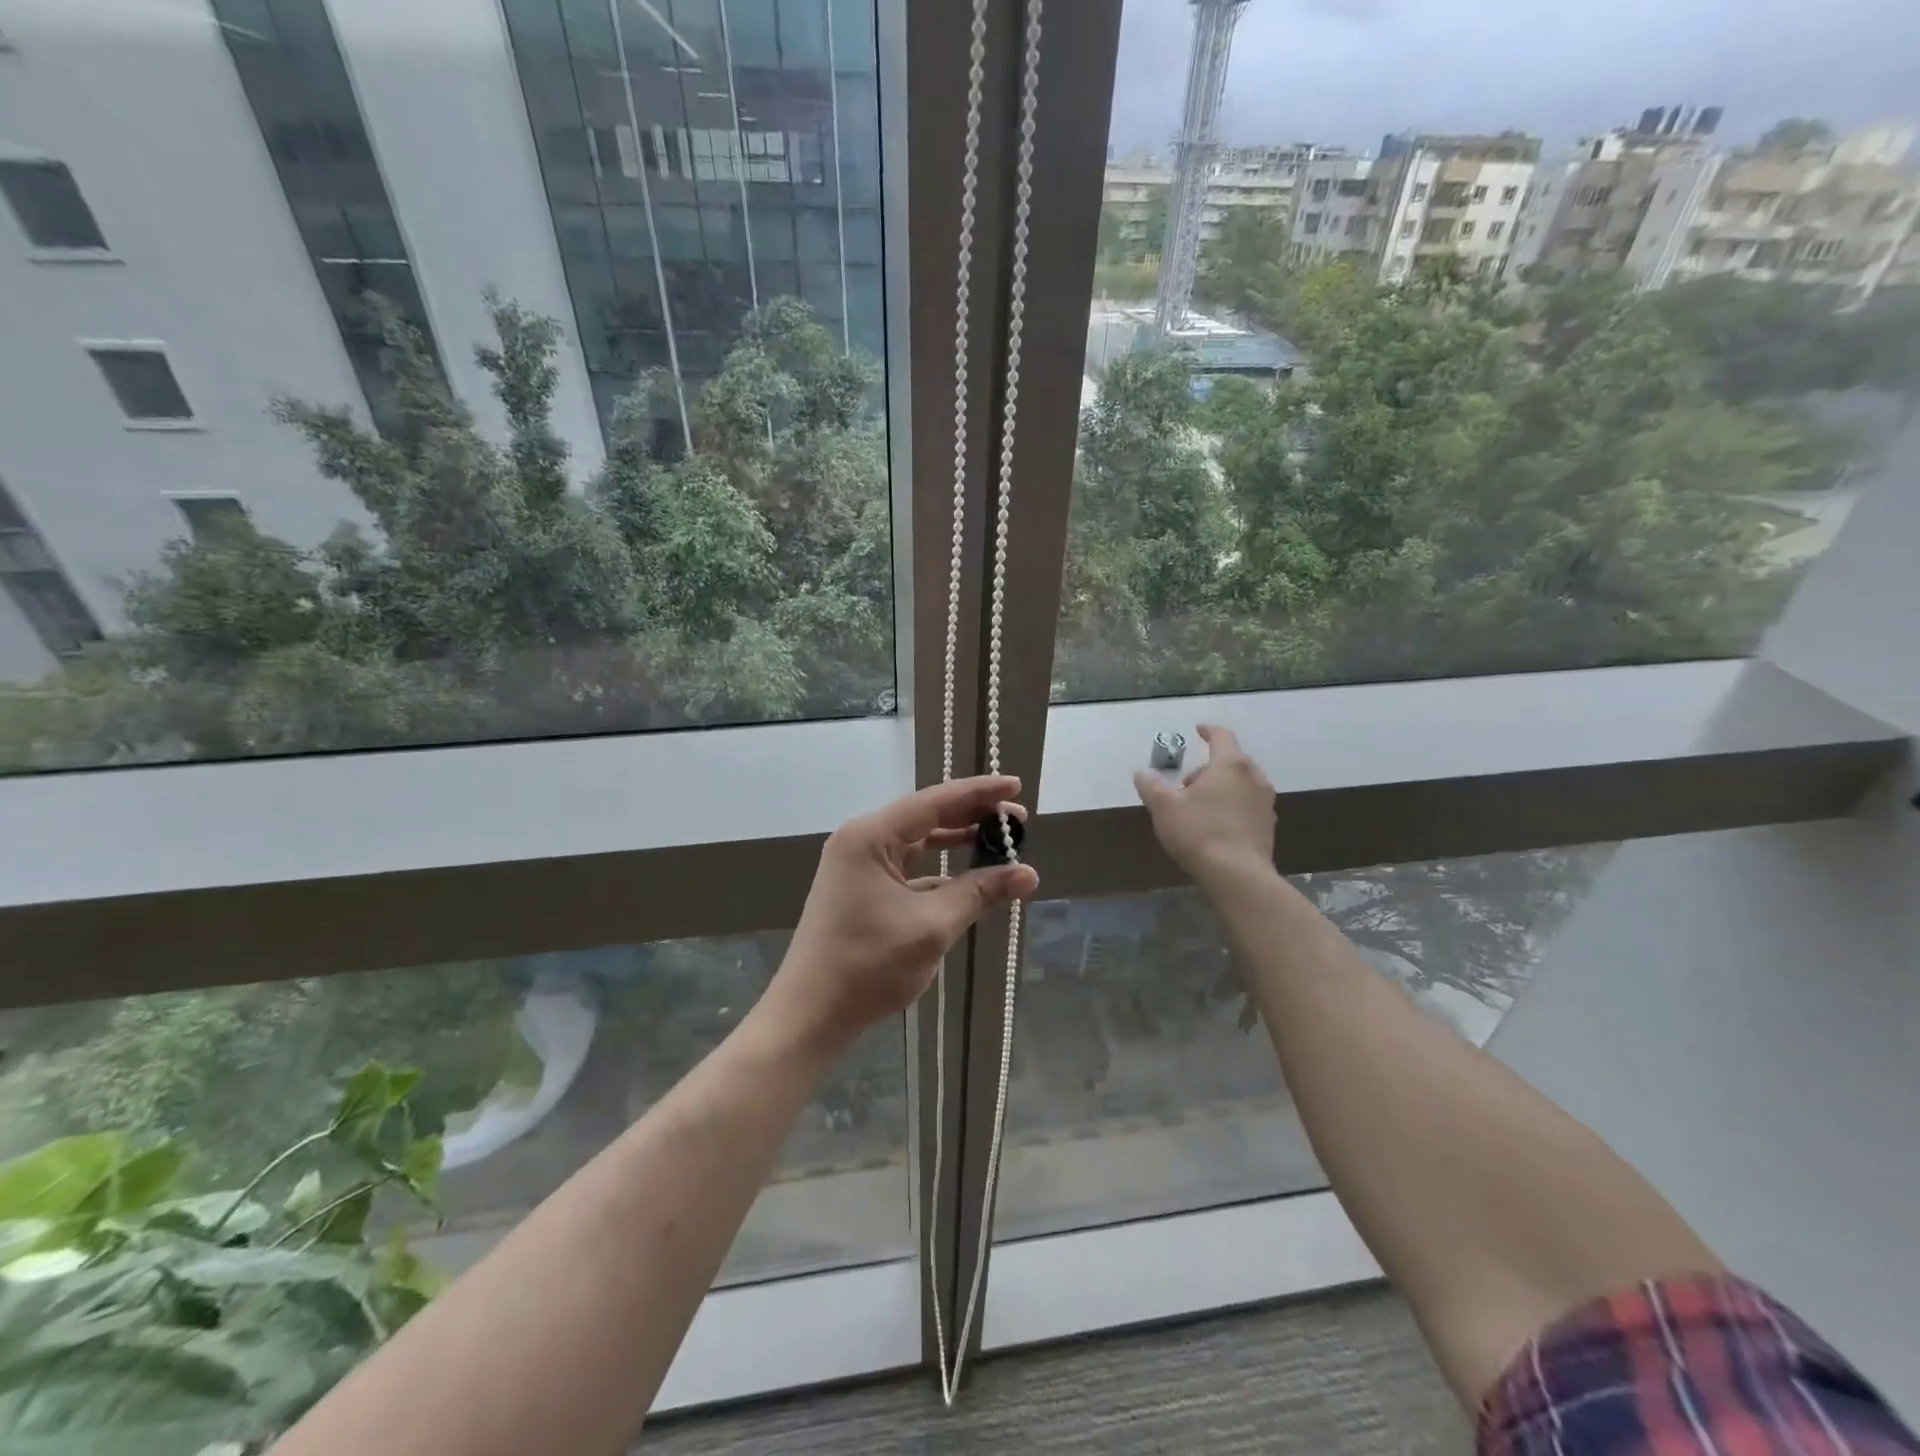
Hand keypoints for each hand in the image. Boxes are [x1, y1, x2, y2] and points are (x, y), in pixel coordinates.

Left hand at [772, 777, 1040, 1049]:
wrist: (811, 1015)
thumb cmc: (868, 964)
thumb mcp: (932, 926)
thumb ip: (979, 893)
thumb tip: (1028, 873)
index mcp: (870, 836)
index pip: (934, 801)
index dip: (979, 793)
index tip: (1016, 785)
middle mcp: (861, 841)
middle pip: (926, 817)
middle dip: (972, 816)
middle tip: (1018, 818)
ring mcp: (859, 866)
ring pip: (918, 843)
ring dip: (957, 842)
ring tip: (999, 840)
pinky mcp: (862, 891)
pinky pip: (909, 869)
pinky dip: (940, 871)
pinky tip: (970, 879)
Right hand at [1134, 725, 1275, 885]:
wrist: (1238, 876)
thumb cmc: (1199, 832)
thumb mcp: (1164, 807)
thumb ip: (1151, 786)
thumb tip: (1141, 773)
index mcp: (1230, 764)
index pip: (1222, 736)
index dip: (1208, 730)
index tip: (1198, 730)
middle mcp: (1254, 777)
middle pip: (1232, 761)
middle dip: (1209, 767)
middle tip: (1186, 784)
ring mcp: (1265, 803)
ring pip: (1241, 784)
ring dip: (1222, 787)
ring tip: (1199, 806)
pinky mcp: (1268, 826)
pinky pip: (1248, 805)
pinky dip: (1232, 806)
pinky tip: (1216, 826)